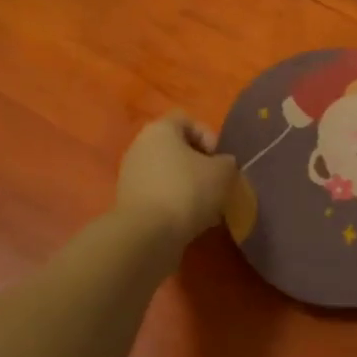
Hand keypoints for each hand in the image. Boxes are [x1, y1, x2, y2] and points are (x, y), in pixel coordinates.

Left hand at [115, 111, 238, 245]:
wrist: (147, 236)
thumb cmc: (187, 191)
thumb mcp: (223, 173)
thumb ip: (227, 162)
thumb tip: (222, 165)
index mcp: (159, 129)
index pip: (187, 120)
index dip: (208, 136)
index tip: (220, 160)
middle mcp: (140, 146)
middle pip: (177, 149)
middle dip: (200, 166)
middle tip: (217, 185)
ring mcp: (131, 175)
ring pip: (169, 174)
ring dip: (189, 188)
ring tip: (207, 209)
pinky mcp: (129, 202)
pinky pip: (159, 195)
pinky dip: (175, 205)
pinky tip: (191, 223)